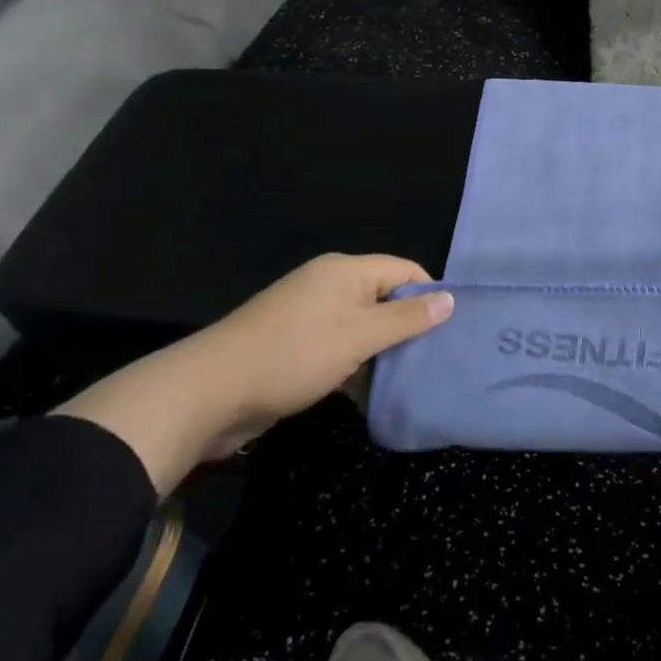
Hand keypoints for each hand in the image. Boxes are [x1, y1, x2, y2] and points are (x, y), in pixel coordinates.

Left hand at [57, 254, 452, 491]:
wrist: (210, 391)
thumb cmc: (294, 354)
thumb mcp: (360, 336)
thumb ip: (407, 318)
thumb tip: (451, 298)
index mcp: (346, 270)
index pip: (405, 269)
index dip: (430, 294)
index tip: (450, 330)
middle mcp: (329, 284)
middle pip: (384, 296)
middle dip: (408, 325)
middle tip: (433, 358)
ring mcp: (309, 313)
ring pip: (362, 324)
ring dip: (382, 349)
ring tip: (408, 377)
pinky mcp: (294, 343)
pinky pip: (339, 344)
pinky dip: (356, 362)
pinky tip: (369, 390)